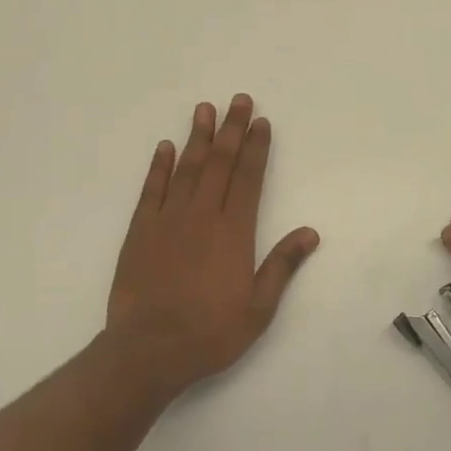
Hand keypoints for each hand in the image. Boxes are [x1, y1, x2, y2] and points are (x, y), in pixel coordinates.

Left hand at [105, 95, 319, 400]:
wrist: (149, 349)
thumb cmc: (210, 332)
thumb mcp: (259, 307)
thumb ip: (282, 265)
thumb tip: (310, 232)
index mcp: (234, 232)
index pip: (249, 179)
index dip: (256, 148)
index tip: (262, 123)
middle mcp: (203, 216)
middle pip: (220, 163)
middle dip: (231, 130)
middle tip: (238, 100)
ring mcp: (168, 220)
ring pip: (186, 169)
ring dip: (197, 137)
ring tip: (204, 109)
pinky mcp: (140, 231)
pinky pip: (151, 190)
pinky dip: (159, 166)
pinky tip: (165, 147)